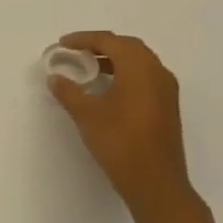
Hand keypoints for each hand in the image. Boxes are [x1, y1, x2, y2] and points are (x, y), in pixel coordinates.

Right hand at [47, 31, 196, 212]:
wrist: (155, 182)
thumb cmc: (120, 142)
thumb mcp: (87, 114)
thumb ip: (69, 92)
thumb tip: (55, 78)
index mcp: (139, 69)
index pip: (111, 42)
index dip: (84, 39)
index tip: (62, 44)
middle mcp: (158, 73)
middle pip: (129, 47)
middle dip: (101, 45)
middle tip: (76, 51)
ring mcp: (166, 91)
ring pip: (139, 62)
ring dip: (114, 59)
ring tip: (88, 68)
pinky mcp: (167, 107)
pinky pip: (145, 77)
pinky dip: (125, 73)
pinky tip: (107, 88)